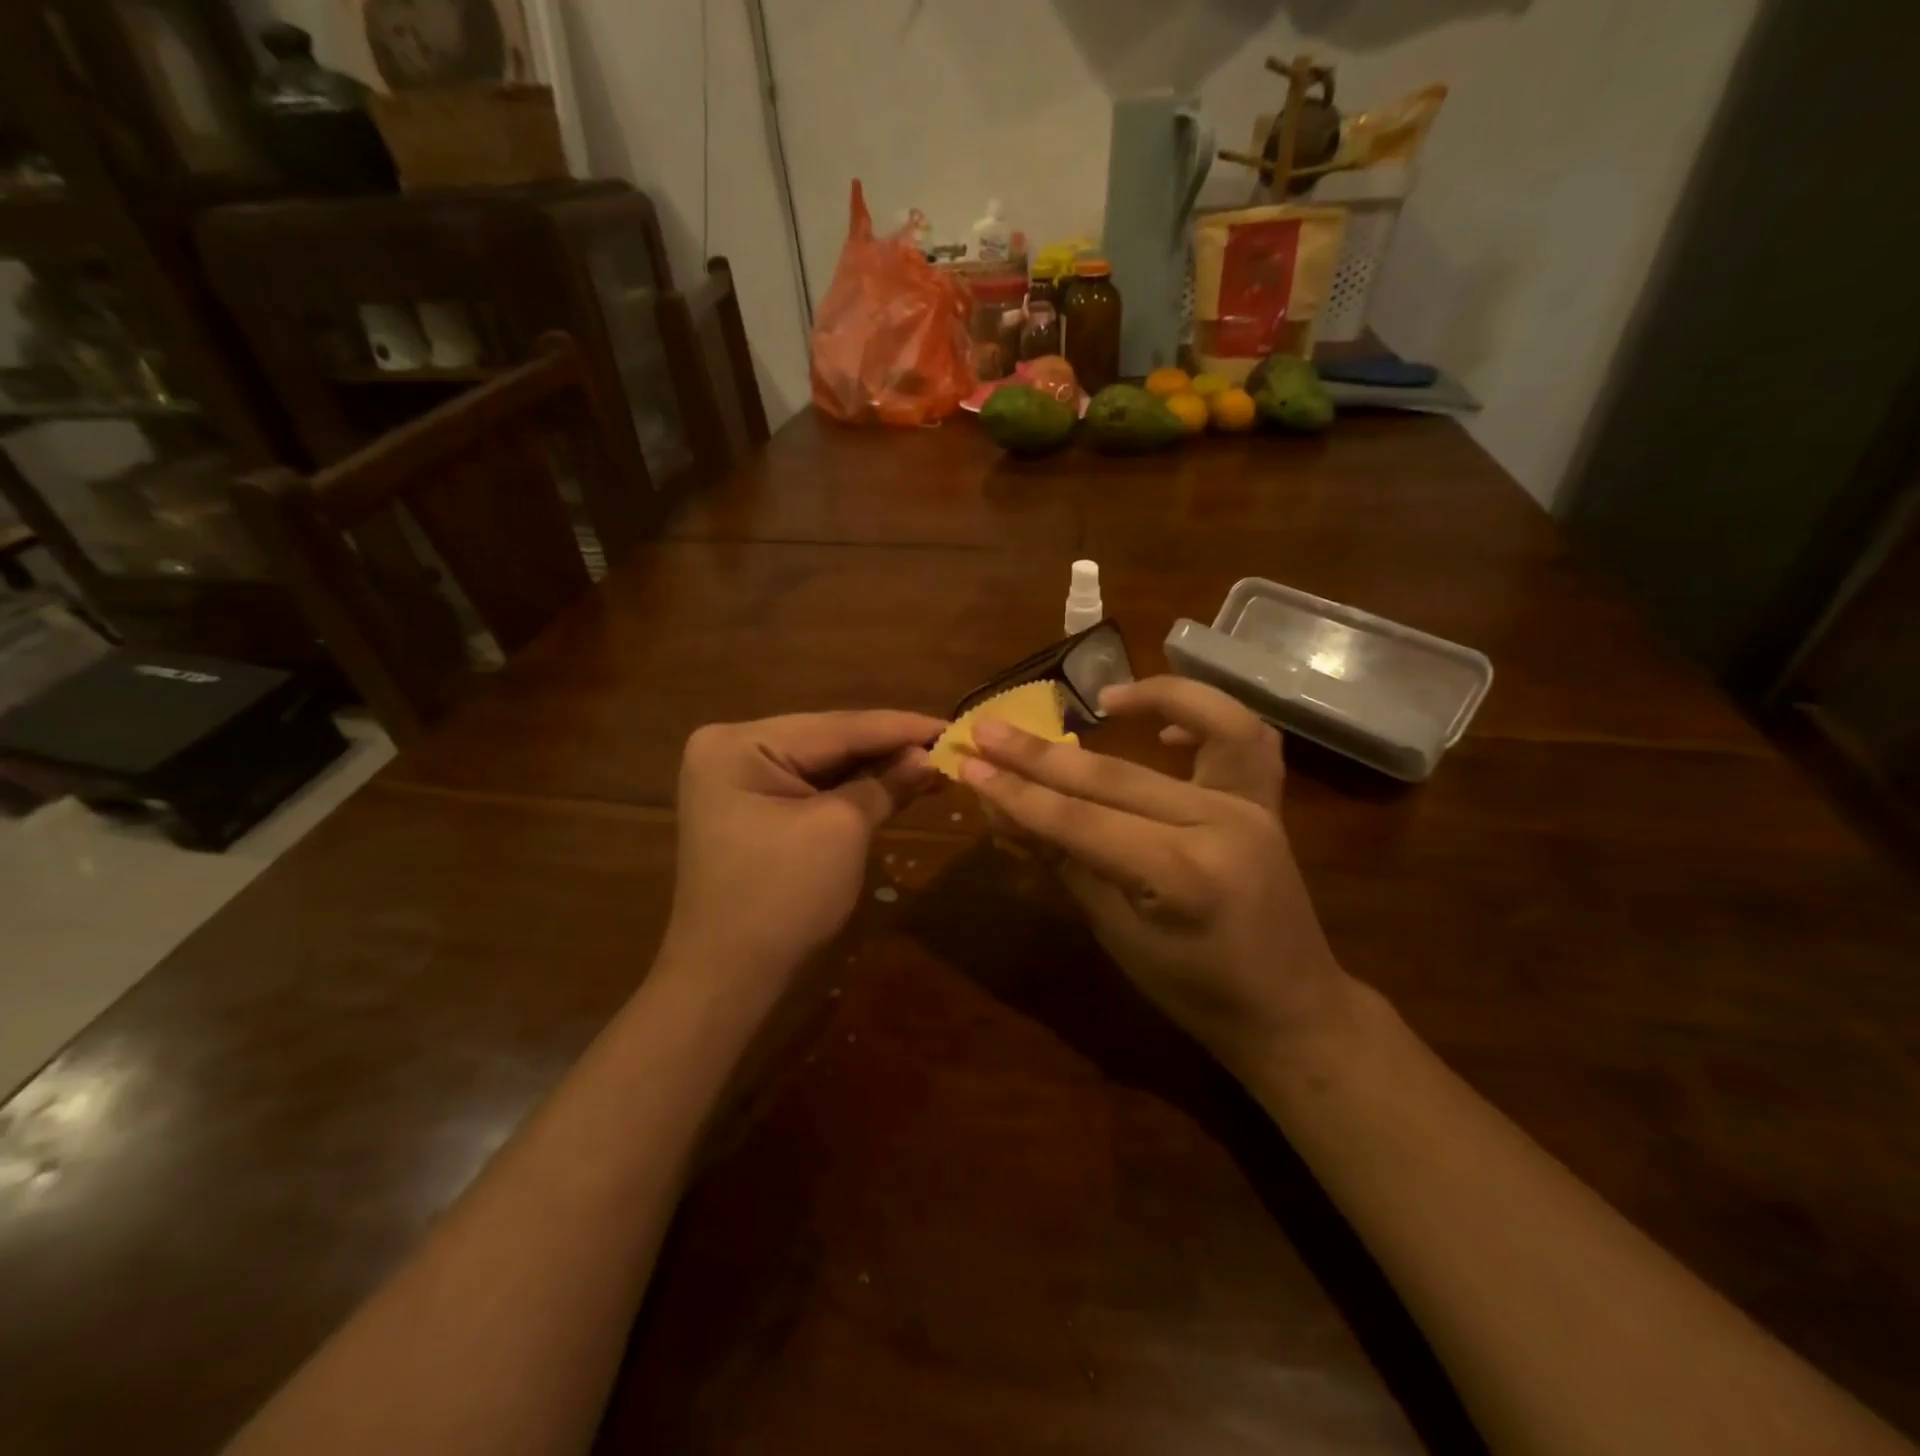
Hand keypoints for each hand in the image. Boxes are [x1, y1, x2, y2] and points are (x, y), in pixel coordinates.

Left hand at [666, 710, 945, 980]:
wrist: (729, 978)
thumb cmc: (783, 898)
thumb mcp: (842, 830)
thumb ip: (886, 783)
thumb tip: (927, 756)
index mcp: (740, 743)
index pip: (836, 727)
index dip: (900, 727)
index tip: (953, 722)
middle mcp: (731, 749)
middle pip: (828, 741)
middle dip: (889, 747)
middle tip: (948, 743)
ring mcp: (739, 780)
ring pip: (823, 765)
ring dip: (876, 769)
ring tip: (932, 762)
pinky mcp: (752, 809)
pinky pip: (811, 789)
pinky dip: (853, 790)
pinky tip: (895, 783)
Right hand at [959, 677, 1350, 1068]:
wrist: (1291, 1011)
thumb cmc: (1194, 991)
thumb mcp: (1117, 934)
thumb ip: (1064, 860)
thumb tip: (1004, 809)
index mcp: (1182, 875)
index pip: (1079, 821)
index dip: (1017, 793)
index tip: (967, 763)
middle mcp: (1221, 825)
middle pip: (1116, 776)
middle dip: (1042, 754)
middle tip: (987, 729)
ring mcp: (1253, 807)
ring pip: (1205, 726)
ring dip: (1153, 699)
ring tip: (1103, 697)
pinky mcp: (1267, 802)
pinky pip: (1247, 739)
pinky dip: (1209, 715)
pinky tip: (1165, 724)